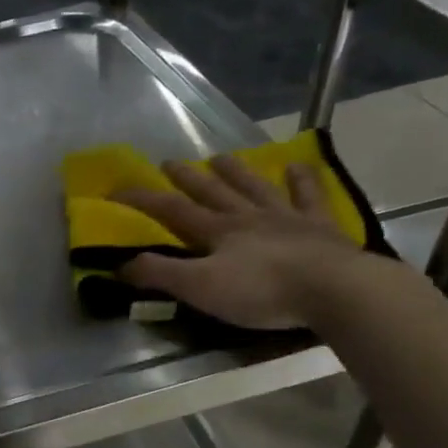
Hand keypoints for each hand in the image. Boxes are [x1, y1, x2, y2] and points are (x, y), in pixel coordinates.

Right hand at [114, 155, 371, 329]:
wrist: (331, 289)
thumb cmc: (261, 291)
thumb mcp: (200, 288)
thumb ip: (160, 275)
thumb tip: (121, 264)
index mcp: (217, 232)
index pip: (172, 210)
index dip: (143, 199)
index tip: (117, 190)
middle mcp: (247, 217)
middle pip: (212, 192)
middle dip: (187, 178)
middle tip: (169, 162)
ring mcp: (285, 218)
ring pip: (253, 187)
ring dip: (234, 172)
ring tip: (219, 157)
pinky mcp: (319, 227)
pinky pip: (308, 197)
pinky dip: (301, 180)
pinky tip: (297, 166)